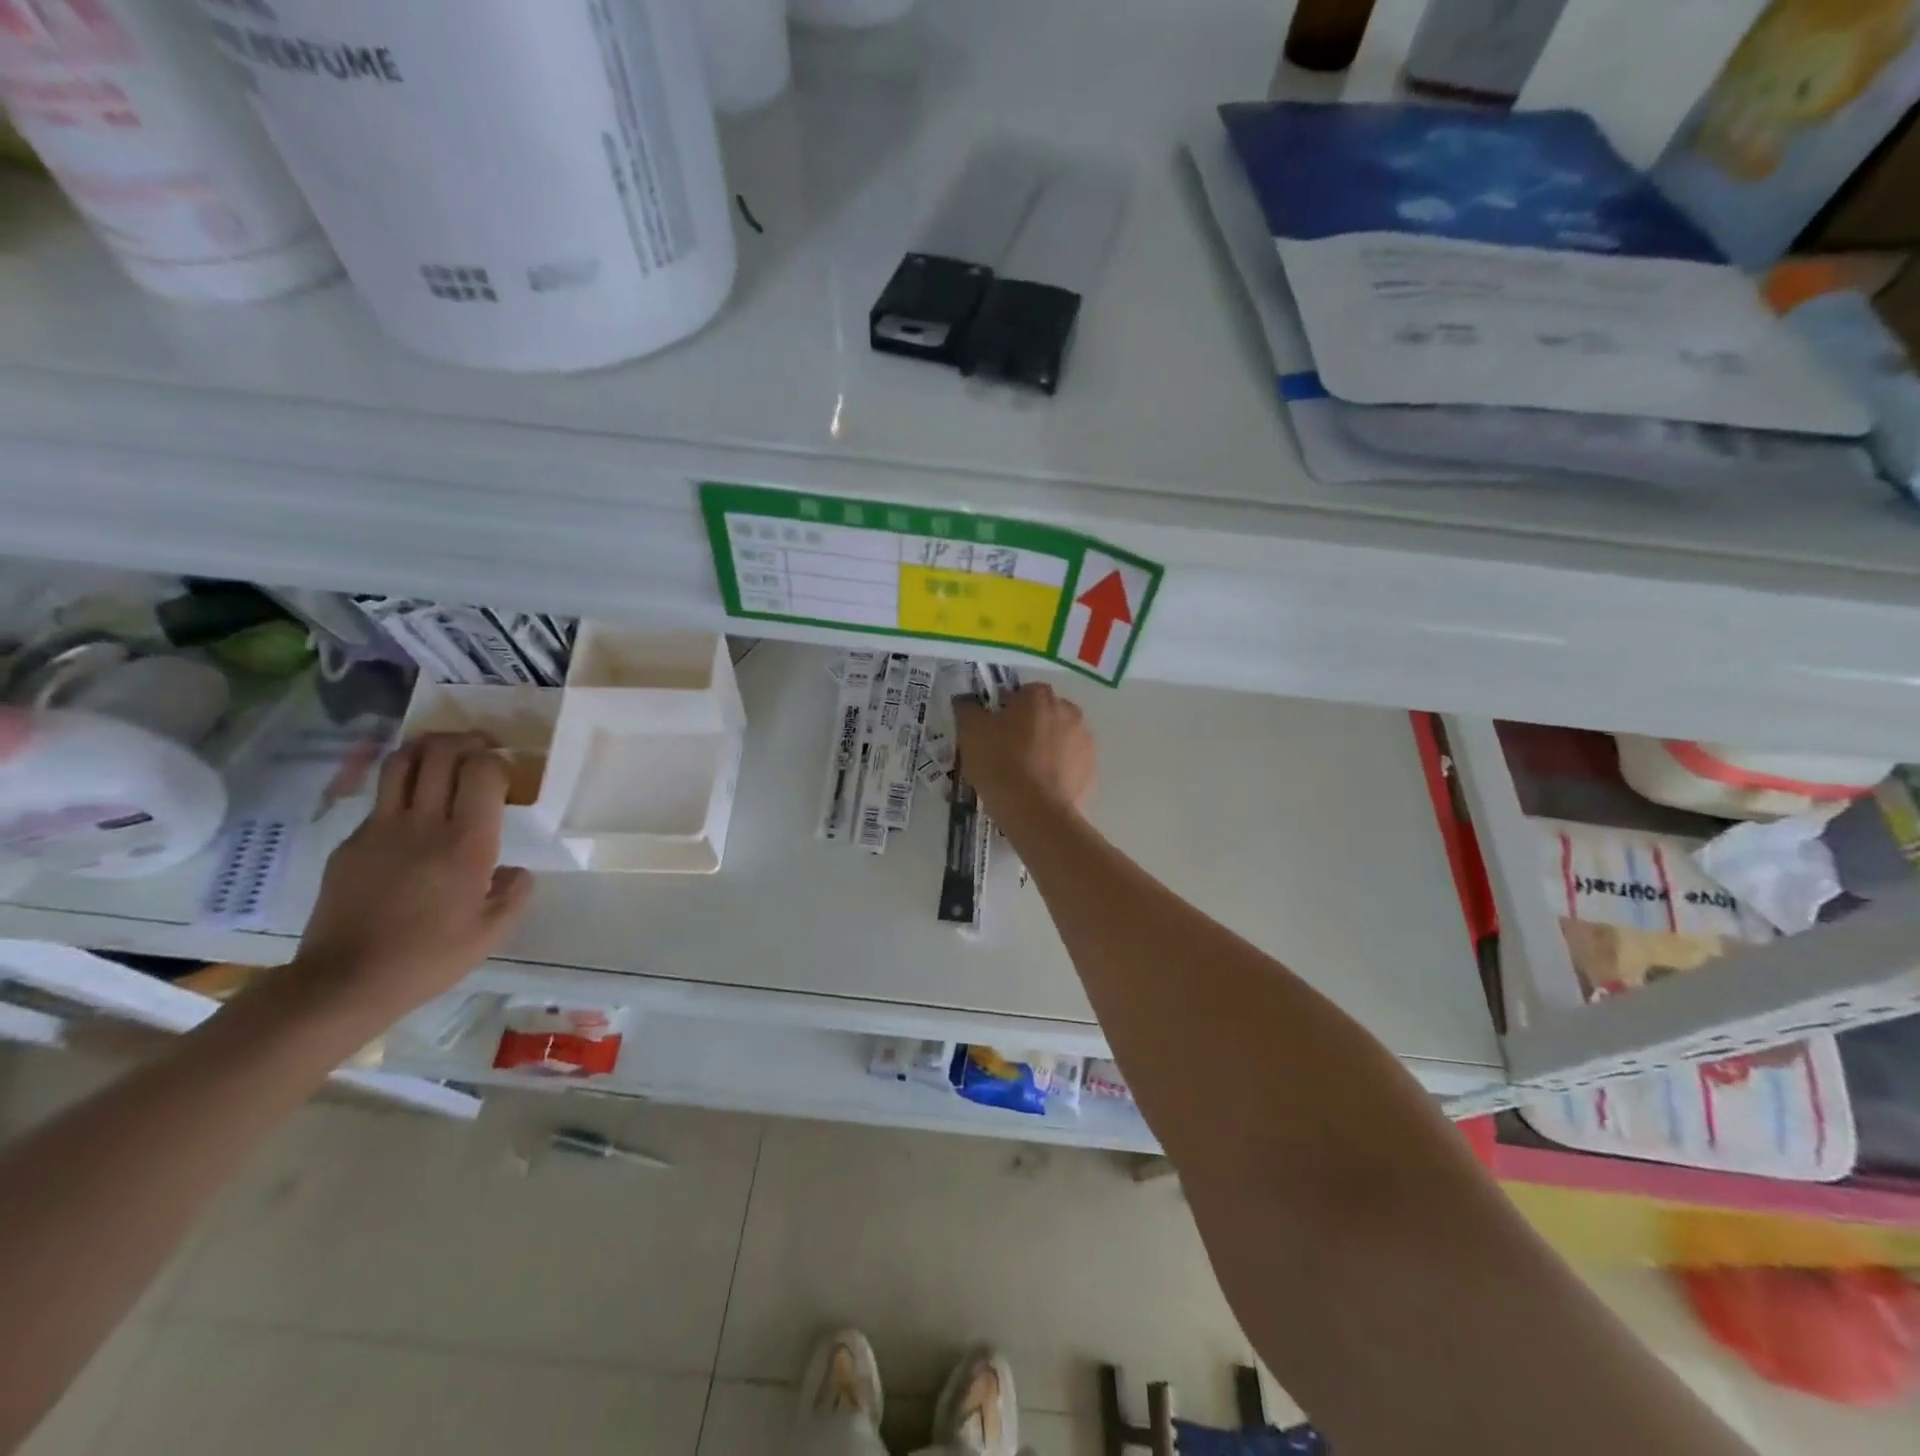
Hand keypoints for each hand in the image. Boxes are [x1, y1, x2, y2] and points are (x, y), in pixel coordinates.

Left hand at [292, 732, 533, 1026]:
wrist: (345, 981)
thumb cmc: (429, 958)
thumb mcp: (493, 932)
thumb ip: (515, 892)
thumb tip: (514, 870)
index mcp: (466, 844)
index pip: (482, 771)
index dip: (497, 760)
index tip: (508, 771)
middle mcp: (423, 824)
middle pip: (440, 753)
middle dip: (465, 741)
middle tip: (481, 749)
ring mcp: (380, 829)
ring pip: (401, 762)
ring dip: (428, 749)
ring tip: (445, 756)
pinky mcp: (351, 842)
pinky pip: (381, 799)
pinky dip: (403, 788)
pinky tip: (414, 812)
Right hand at [954, 682, 1095, 821]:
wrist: (1034, 811)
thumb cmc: (1000, 763)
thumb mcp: (970, 732)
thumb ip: (967, 709)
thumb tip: (967, 702)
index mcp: (1040, 696)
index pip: (1021, 694)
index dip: (1005, 711)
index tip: (993, 732)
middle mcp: (1069, 711)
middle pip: (1044, 714)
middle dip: (1029, 727)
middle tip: (1007, 752)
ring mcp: (1084, 740)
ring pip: (1060, 738)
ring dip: (1046, 748)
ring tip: (1025, 774)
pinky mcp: (1091, 769)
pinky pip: (1070, 764)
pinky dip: (1059, 771)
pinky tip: (1041, 788)